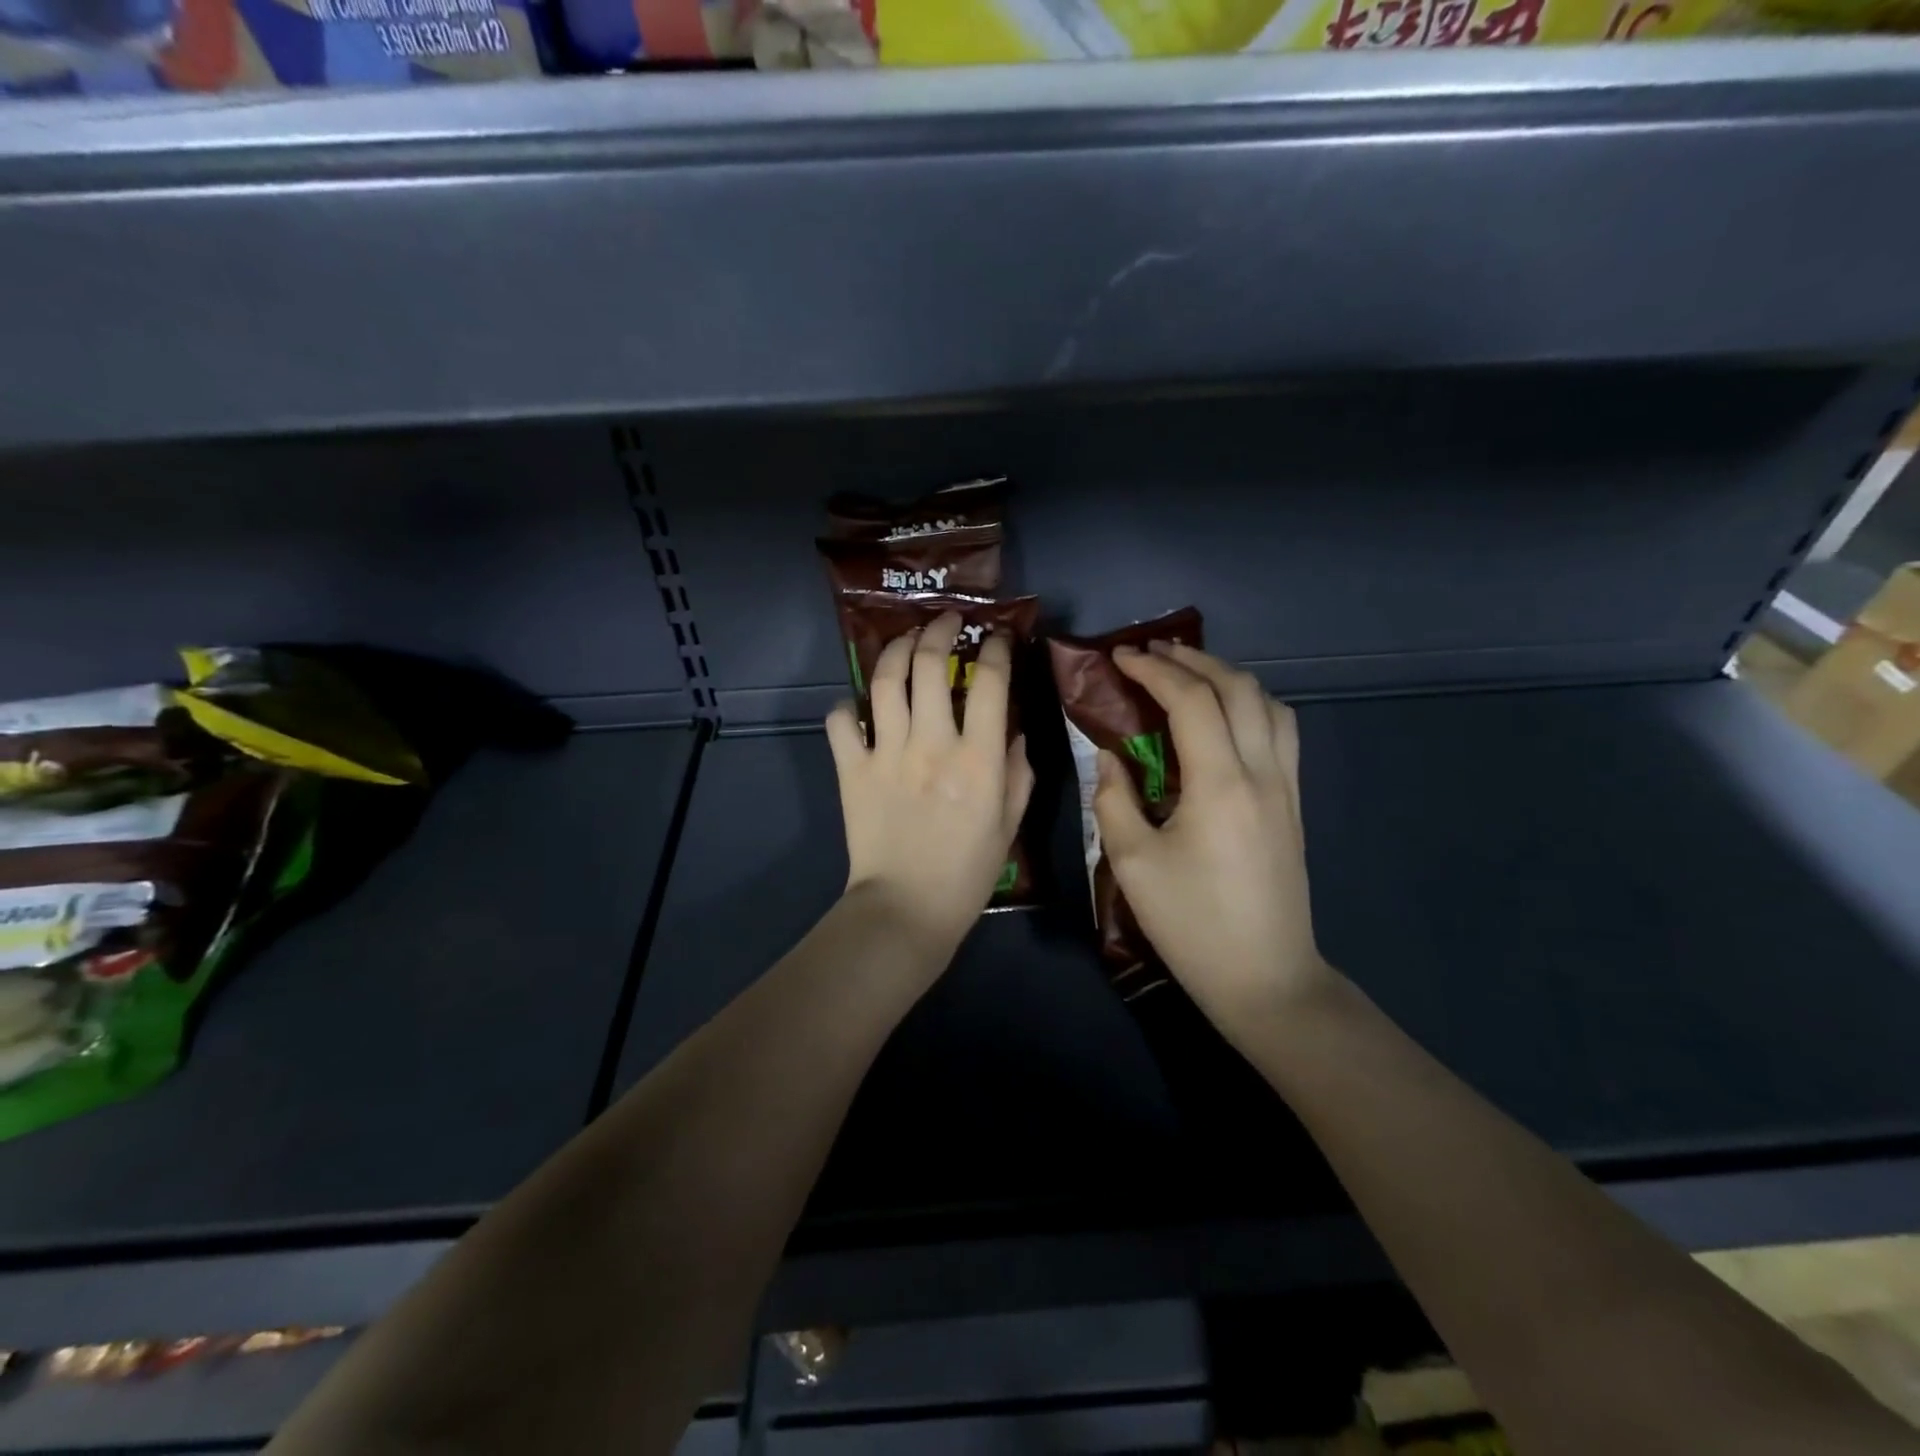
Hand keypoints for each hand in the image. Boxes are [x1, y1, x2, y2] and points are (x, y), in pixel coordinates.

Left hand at [826, 611, 1034, 958]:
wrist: (906, 909)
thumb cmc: (967, 873)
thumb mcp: (1009, 825)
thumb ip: (1017, 773)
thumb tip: (1014, 733)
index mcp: (977, 759)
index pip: (989, 683)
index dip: (994, 649)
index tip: (995, 637)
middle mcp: (932, 744)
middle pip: (930, 665)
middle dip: (939, 631)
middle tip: (946, 622)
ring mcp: (887, 754)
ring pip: (886, 681)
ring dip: (897, 649)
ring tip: (906, 641)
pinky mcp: (852, 770)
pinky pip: (841, 722)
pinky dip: (848, 707)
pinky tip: (860, 707)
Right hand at [1093, 643, 1334, 1033]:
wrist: (1266, 978)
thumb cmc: (1192, 925)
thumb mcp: (1133, 865)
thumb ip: (1113, 801)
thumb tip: (1109, 757)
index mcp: (1220, 784)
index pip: (1191, 701)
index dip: (1154, 670)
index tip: (1119, 657)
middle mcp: (1262, 772)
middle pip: (1238, 688)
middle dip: (1193, 660)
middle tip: (1151, 653)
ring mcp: (1287, 786)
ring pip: (1269, 704)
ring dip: (1228, 677)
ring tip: (1190, 674)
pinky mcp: (1294, 804)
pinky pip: (1281, 731)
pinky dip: (1252, 704)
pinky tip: (1226, 717)